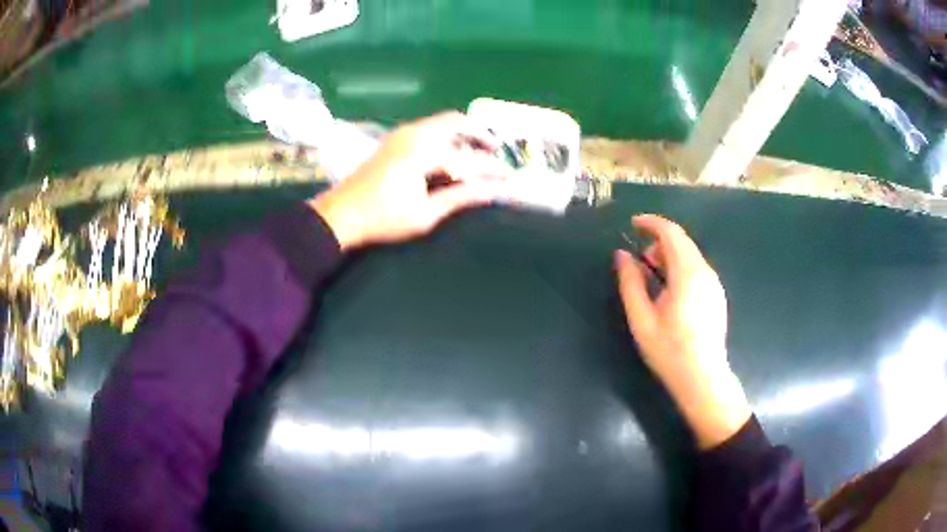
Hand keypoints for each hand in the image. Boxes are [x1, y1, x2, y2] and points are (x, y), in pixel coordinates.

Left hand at [309, 112, 513, 249]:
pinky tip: (450, 154)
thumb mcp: (426, 213)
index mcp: (424, 152)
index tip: (511, 178)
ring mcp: (402, 134)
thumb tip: (494, 191)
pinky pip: (428, 128)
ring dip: (462, 133)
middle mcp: (415, 134)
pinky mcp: (394, 140)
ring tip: (477, 152)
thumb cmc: (383, 218)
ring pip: (441, 123)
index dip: (493, 170)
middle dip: (480, 134)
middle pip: (456, 122)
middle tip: (495, 151)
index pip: (469, 158)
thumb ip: (461, 197)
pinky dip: (446, 135)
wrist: (340, 214)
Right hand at [615, 214, 750, 448]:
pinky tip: (670, 292)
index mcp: (687, 274)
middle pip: (682, 240)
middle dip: (658, 241)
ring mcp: (714, 282)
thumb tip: (621, 255)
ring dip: (669, 255)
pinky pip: (697, 267)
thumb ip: (630, 283)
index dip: (650, 222)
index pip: (671, 232)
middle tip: (639, 262)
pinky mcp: (717, 293)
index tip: (632, 224)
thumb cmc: (669, 351)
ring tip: (653, 279)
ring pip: (690, 253)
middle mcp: (705, 271)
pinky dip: (680, 266)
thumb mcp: (641, 319)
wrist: (702, 378)